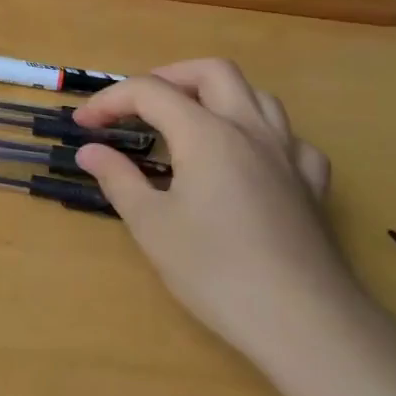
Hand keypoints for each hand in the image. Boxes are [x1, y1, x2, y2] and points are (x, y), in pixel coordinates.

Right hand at [73, 60, 361, 367]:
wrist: (304, 323)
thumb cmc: (216, 271)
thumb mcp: (151, 225)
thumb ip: (118, 178)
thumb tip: (90, 151)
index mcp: (206, 133)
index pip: (149, 92)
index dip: (109, 100)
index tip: (84, 124)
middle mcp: (249, 129)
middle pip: (212, 72)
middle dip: (168, 77)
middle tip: (138, 105)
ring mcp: (288, 154)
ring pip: (257, 95)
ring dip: (217, 96)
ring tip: (189, 121)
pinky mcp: (312, 185)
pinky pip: (289, 138)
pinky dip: (261, 134)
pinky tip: (248, 159)